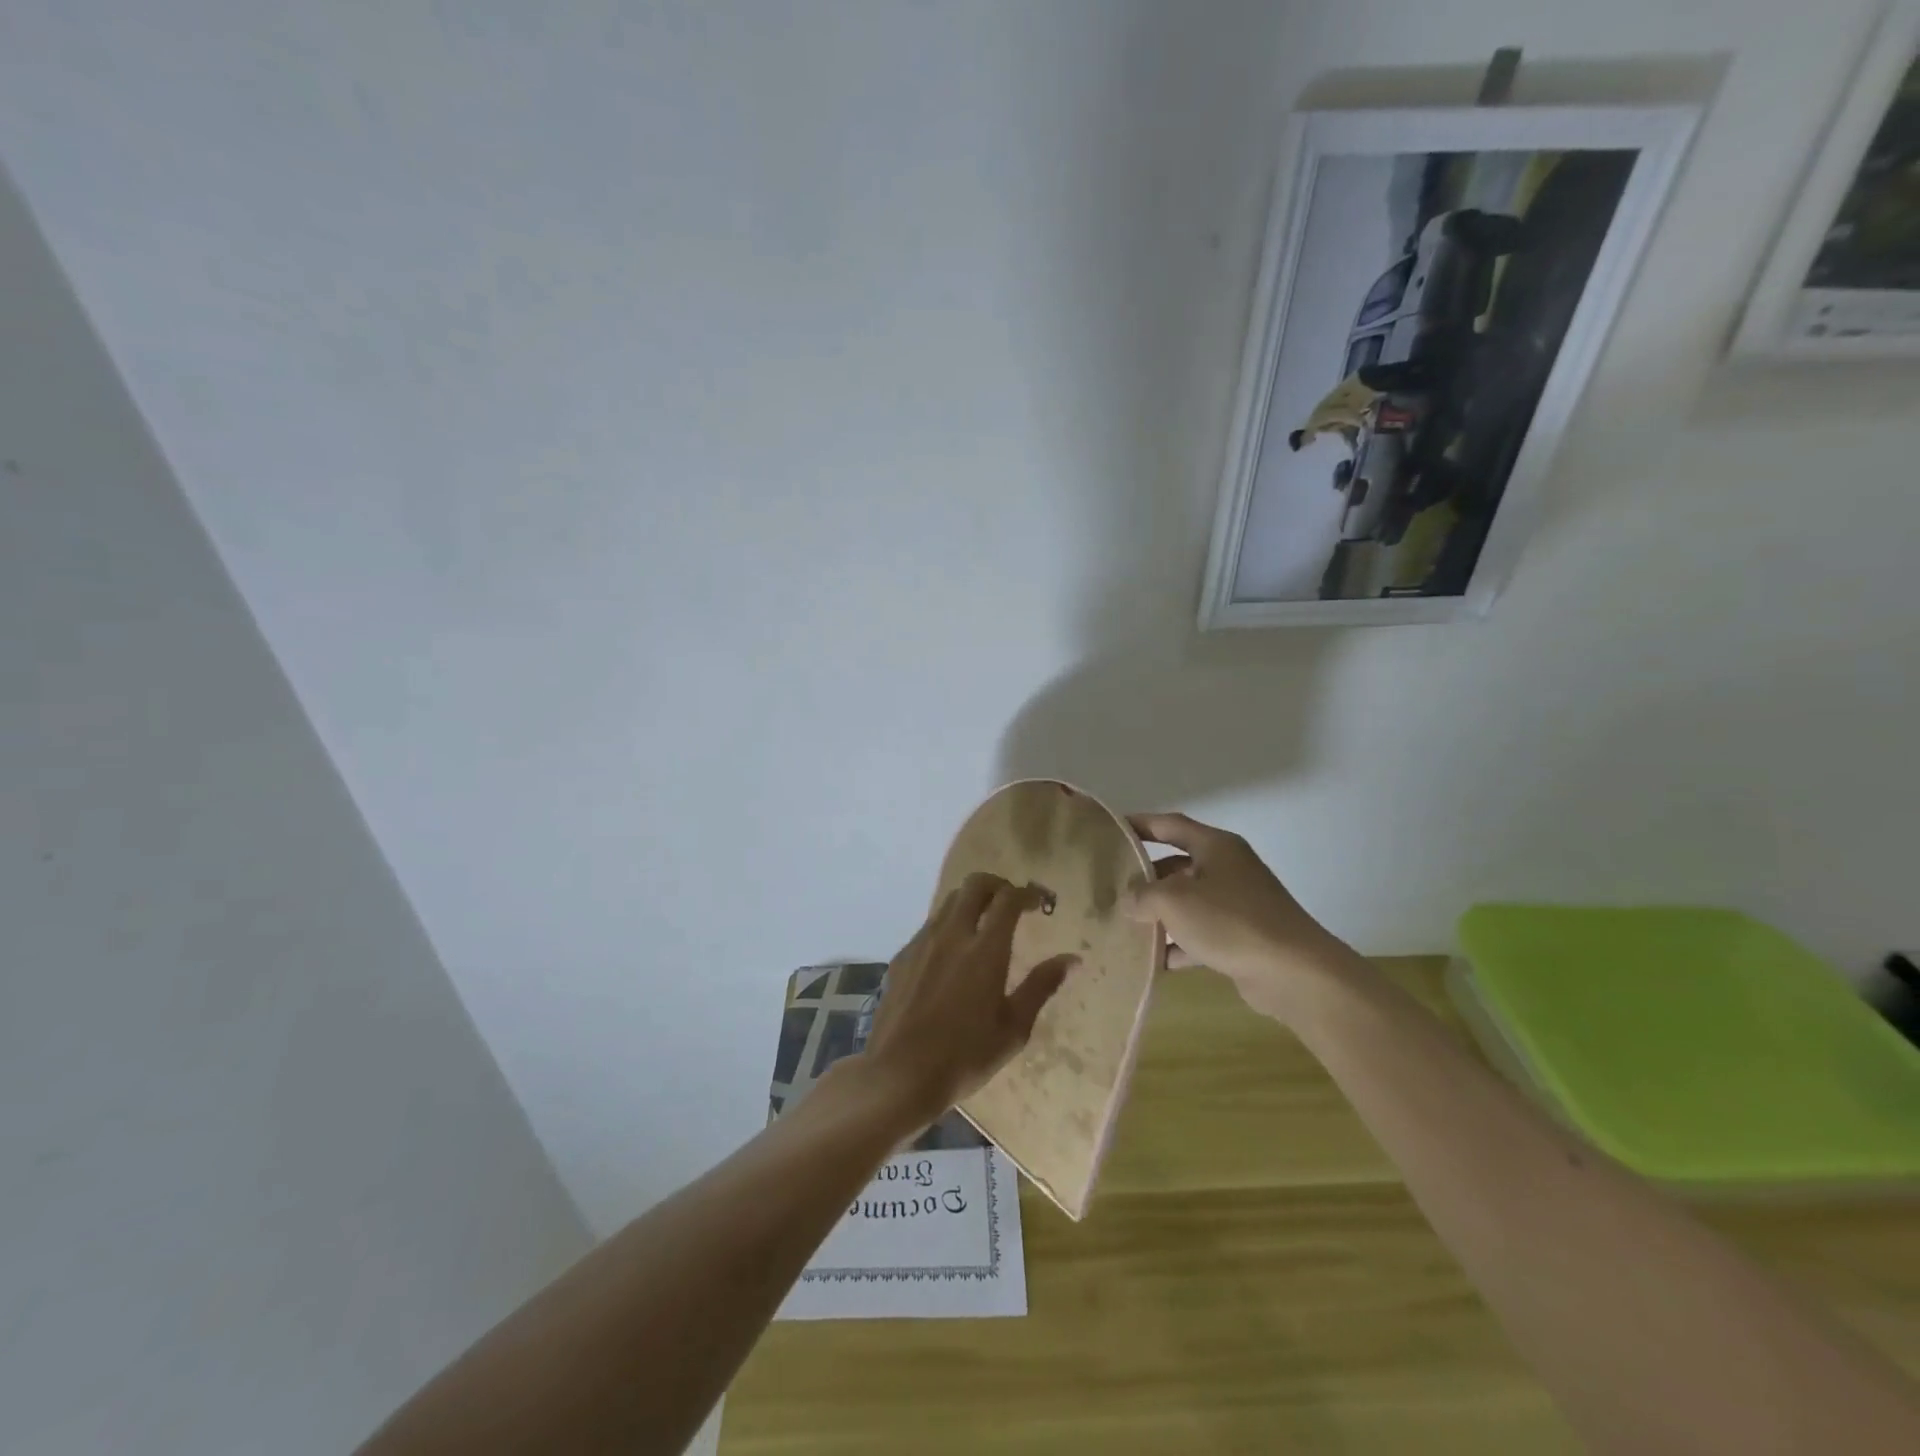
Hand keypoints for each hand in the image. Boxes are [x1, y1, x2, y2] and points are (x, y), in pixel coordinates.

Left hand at [863, 873, 1077, 1124]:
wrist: (898, 1074)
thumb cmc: (964, 1056)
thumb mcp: (1014, 1028)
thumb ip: (1042, 986)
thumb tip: (1073, 960)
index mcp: (985, 950)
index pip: (1009, 899)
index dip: (1028, 893)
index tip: (1041, 902)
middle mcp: (952, 934)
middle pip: (975, 884)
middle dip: (999, 885)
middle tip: (1013, 904)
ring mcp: (923, 942)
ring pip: (950, 900)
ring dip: (972, 901)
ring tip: (985, 924)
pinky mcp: (902, 955)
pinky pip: (931, 924)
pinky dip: (950, 923)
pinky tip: (954, 953)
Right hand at [1125, 812, 1345, 1019]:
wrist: (1293, 971)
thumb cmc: (1230, 921)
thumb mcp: (1174, 901)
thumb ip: (1142, 895)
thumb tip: (1129, 900)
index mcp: (1215, 846)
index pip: (1170, 825)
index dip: (1139, 824)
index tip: (1111, 830)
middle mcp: (1228, 869)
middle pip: (1177, 865)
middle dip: (1145, 877)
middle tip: (1111, 886)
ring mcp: (1237, 904)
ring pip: (1187, 902)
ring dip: (1159, 914)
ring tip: (1124, 924)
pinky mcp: (1242, 937)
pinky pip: (1200, 935)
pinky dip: (1178, 944)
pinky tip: (1153, 961)